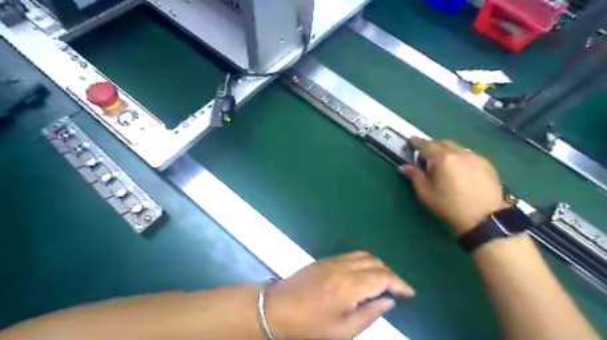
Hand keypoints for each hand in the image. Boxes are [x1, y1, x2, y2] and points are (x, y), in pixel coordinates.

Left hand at [265, 251, 412, 338]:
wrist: (277, 307)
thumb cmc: (309, 325)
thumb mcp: (342, 331)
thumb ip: (369, 315)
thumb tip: (388, 301)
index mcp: (350, 286)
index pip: (383, 277)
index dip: (399, 283)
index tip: (409, 293)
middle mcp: (344, 268)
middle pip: (376, 263)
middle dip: (391, 274)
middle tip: (398, 289)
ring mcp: (333, 261)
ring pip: (364, 255)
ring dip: (379, 265)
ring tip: (385, 281)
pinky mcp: (325, 259)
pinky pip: (352, 255)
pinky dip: (365, 261)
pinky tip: (365, 273)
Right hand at [402, 136, 507, 234]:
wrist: (484, 218)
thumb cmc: (449, 206)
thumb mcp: (426, 193)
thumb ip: (415, 176)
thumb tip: (403, 167)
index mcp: (443, 158)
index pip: (426, 145)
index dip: (416, 142)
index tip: (410, 140)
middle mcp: (460, 153)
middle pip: (442, 143)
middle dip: (432, 145)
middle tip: (425, 154)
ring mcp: (475, 157)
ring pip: (457, 148)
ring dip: (446, 151)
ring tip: (442, 162)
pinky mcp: (487, 164)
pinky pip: (468, 155)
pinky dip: (459, 157)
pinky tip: (459, 169)